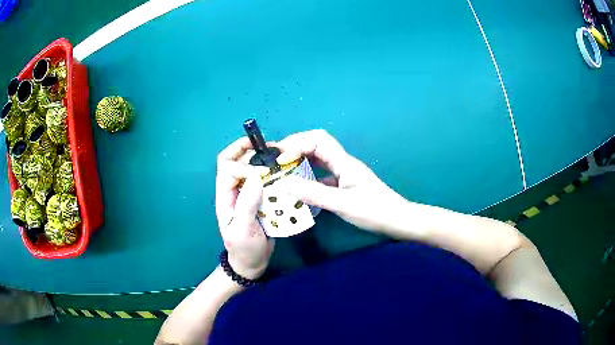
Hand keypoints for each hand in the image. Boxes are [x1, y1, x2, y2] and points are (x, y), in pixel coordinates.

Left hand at [216, 137, 273, 279]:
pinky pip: (263, 179)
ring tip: (280, 155)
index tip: (264, 173)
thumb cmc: (243, 249)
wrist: (252, 262)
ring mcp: (247, 194)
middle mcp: (234, 191)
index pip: (227, 168)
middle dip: (248, 149)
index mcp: (225, 197)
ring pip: (249, 167)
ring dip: (262, 159)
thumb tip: (256, 177)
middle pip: (234, 161)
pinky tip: (284, 171)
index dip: (244, 165)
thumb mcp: (242, 230)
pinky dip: (272, 172)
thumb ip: (246, 205)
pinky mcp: (259, 198)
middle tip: (270, 146)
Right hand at [273, 130, 409, 233]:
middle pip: (317, 144)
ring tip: (284, 168)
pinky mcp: (345, 184)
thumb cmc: (375, 211)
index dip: (297, 145)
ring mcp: (345, 173)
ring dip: (302, 160)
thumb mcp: (343, 204)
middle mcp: (343, 163)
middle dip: (296, 146)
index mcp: (344, 163)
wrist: (397, 220)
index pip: (317, 141)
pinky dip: (309, 176)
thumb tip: (287, 183)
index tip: (281, 159)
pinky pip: (323, 174)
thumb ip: (315, 194)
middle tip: (277, 156)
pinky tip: (300, 186)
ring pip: (320, 159)